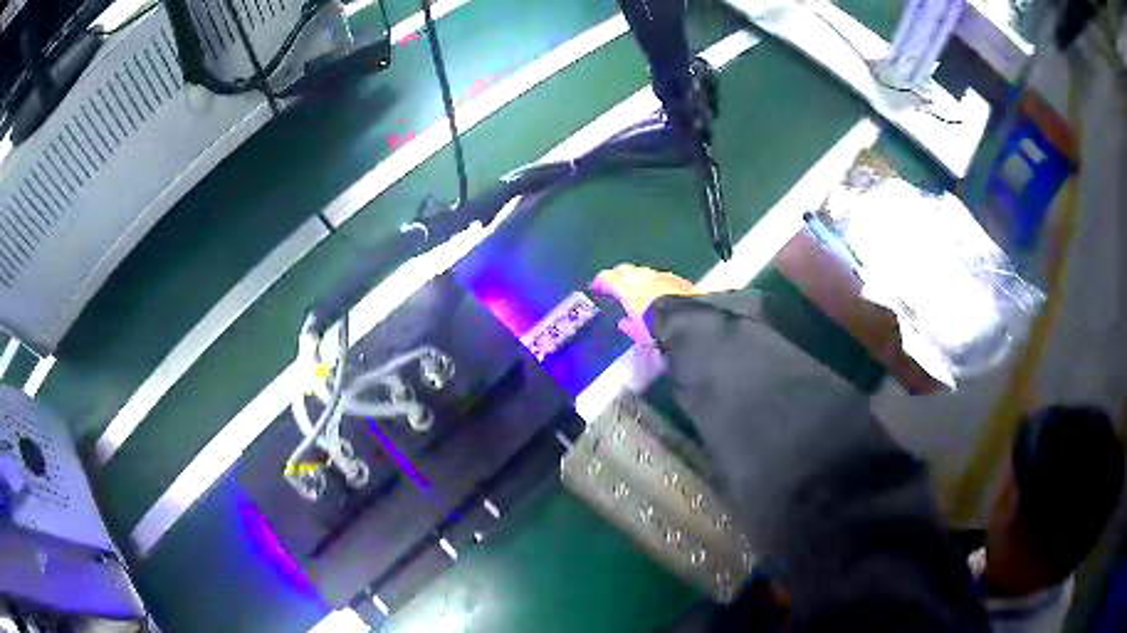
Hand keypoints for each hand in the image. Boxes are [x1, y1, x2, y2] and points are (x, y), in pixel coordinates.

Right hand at [592, 264, 697, 344]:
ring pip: (645, 271)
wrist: (686, 318)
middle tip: (616, 283)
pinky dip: (658, 282)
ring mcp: (660, 275)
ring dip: (639, 277)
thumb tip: (624, 324)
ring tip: (638, 286)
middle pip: (625, 270)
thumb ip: (629, 325)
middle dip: (619, 275)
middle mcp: (642, 276)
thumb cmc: (656, 324)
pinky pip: (663, 277)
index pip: (607, 278)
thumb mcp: (638, 331)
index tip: (596, 286)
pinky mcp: (677, 279)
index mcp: (626, 286)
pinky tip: (660, 289)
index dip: (600, 282)